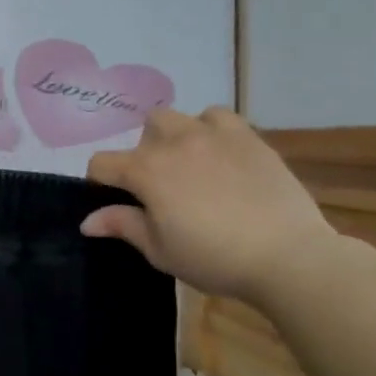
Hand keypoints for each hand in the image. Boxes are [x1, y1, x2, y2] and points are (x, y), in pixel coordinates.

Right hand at [80, 106, 342, 304]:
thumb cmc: (215, 258)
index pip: (102, 164)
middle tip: (160, 184)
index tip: (113, 200)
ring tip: (190, 163)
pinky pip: (218, 117)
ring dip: (175, 136)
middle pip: (144, 131)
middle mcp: (173, 143)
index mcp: (145, 171)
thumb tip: (86, 221)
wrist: (288, 257)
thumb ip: (122, 226)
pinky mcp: (247, 137)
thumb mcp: (160, 250)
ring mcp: (212, 135)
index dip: (100, 182)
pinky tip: (220, 153)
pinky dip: (211, 129)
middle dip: (144, 152)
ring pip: (177, 118)